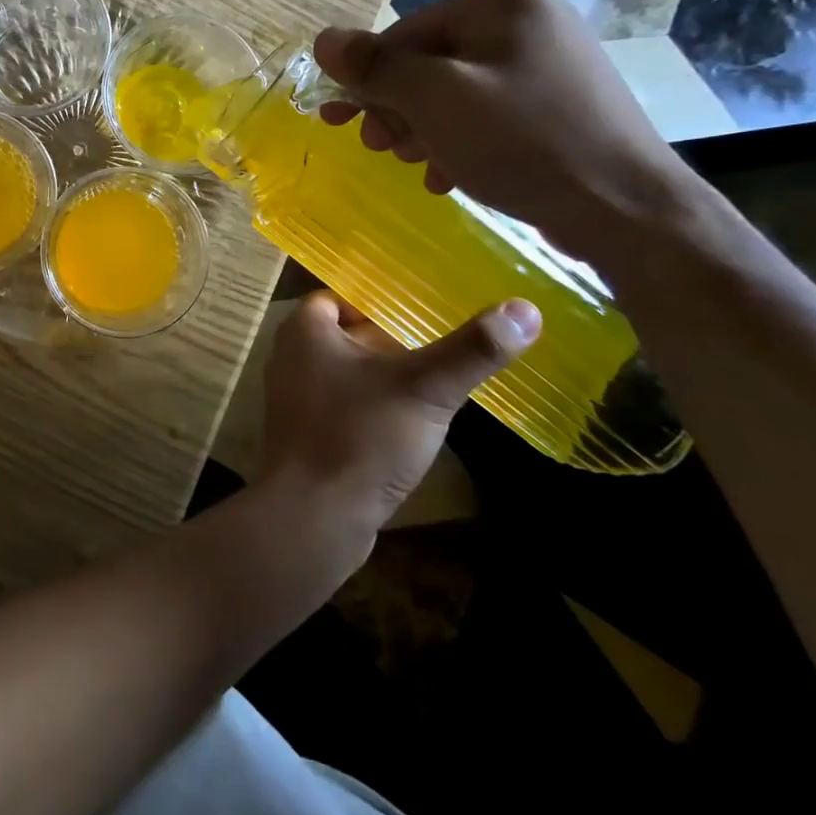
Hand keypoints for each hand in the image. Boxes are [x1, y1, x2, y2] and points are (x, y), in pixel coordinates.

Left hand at [261, 291, 539, 531]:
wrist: (312, 516)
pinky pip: (342, 407)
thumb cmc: (360, 437)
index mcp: (304, 330)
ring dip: (382, 377)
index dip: (379, 302)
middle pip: (345, 336)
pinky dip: (371, 408)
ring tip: (433, 382)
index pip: (341, 297)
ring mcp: (293, 399)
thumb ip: (471, 350)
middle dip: (387, 340)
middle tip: (438, 344)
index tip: (422, 310)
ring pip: (345, 374)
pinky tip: (408, 425)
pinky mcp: (304, 436)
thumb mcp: (425, 389)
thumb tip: (525, 309)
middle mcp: (290, 357)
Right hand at [312, 0, 701, 259]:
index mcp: (503, 2)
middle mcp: (527, 21)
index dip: (367, 80)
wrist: (626, 209)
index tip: (337, 123)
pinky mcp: (556, 105)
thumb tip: (323, 39)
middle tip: (381, 149)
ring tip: (419, 167)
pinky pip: (485, 114)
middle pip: (429, 63)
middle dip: (398, 109)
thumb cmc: (522, 141)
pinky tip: (449, 176)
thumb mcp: (436, 99)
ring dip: (422, 131)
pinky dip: (458, 142)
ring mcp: (547, 63)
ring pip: (453, 93)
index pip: (405, 33)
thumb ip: (376, 67)